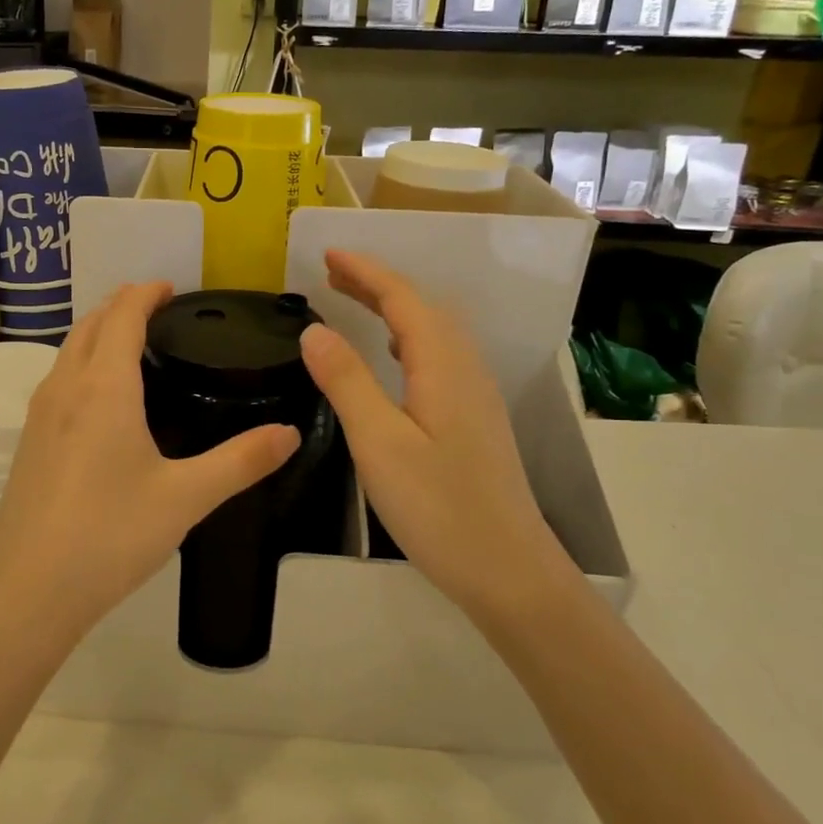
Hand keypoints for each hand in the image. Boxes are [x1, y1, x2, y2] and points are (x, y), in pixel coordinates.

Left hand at [0, 282, 300, 651]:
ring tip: (131, 345)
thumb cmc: (110, 535)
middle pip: (89, 325)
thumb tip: (290, 433)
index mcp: (103, 387)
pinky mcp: (27, 444)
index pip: (122, 316)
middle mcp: (64, 388)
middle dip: (120, 306)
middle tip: (157, 309)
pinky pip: (57, 381)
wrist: (27, 590)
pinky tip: (101, 401)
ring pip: (67, 352)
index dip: (145, 294)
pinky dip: (82, 365)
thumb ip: (241, 461)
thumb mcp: (186, 498)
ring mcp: (38, 416)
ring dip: (97, 334)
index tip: (171, 288)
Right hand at [299, 250, 571, 622]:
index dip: (365, 271)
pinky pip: (439, 356)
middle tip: (331, 274)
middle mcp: (466, 368)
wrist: (509, 570)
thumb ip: (346, 381)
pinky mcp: (475, 419)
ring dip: (393, 308)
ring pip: (434, 331)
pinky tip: (395, 357)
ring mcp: (476, 394)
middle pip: (421, 307)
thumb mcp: (379, 443)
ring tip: (354, 303)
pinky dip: (409, 338)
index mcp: (444, 365)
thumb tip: (313, 329)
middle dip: (377, 283)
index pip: (403, 298)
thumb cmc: (439, 507)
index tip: (326, 253)